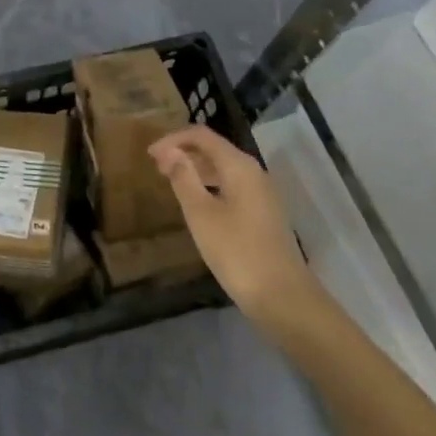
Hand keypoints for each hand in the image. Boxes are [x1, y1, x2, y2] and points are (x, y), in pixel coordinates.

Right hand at [150, 127, 317, 322]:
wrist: (285, 299)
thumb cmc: (237, 253)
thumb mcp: (201, 214)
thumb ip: (184, 178)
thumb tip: (169, 151)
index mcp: (239, 165)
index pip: (202, 136)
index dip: (173, 139)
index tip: (150, 155)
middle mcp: (253, 172)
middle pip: (214, 149)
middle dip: (184, 152)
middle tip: (157, 168)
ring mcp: (262, 193)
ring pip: (224, 168)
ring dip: (197, 169)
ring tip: (173, 182)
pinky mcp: (264, 213)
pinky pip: (232, 186)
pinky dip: (211, 185)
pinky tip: (198, 204)